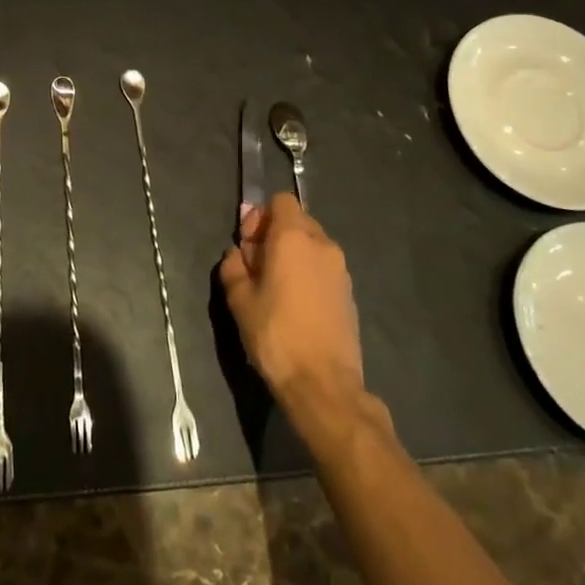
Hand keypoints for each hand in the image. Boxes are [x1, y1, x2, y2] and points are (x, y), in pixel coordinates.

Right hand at [218, 194, 365, 412]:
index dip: (261, 216)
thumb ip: (234, 266)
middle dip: (275, 234)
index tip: (248, 245)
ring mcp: (340, 269)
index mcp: (293, 237)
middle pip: (297, 220)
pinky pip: (323, 267)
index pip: (281, 201)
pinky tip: (295, 304)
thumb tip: (238, 254)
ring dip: (292, 254)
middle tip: (256, 266)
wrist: (324, 384)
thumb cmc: (276, 334)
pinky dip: (308, 273)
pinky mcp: (349, 293)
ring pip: (312, 244)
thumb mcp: (239, 299)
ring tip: (275, 287)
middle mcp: (322, 244)